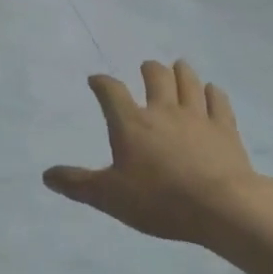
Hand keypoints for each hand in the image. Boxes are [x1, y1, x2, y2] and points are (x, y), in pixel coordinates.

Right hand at [44, 59, 272, 252]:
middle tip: (147, 67)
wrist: (221, 207)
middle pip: (157, 77)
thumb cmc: (158, 200)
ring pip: (189, 82)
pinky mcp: (225, 129)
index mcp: (131, 123)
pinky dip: (213, 93)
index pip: (111, 92)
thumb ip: (77, 184)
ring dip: (182, 72)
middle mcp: (163, 111)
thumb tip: (47, 175)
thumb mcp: (109, 197)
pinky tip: (212, 91)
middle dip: (150, 69)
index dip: (101, 83)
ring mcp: (198, 117)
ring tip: (178, 66)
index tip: (96, 80)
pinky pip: (219, 102)